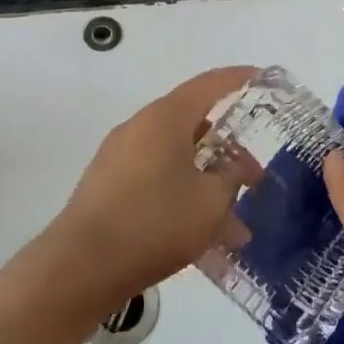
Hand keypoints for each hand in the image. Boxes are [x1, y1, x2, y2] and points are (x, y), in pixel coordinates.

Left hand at [49, 66, 257, 307]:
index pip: (208, 85)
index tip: (261, 77)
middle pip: (191, 125)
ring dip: (206, 184)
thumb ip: (231, 179)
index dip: (237, 79)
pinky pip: (156, 181)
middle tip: (253, 176)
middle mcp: (139, 128)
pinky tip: (202, 237)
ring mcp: (119, 158)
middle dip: (226, 150)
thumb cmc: (155, 222)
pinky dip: (182, 197)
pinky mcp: (108, 187)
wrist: (82, 265)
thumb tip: (237, 168)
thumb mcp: (210, 202)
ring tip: (234, 224)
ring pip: (175, 160)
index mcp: (164, 118)